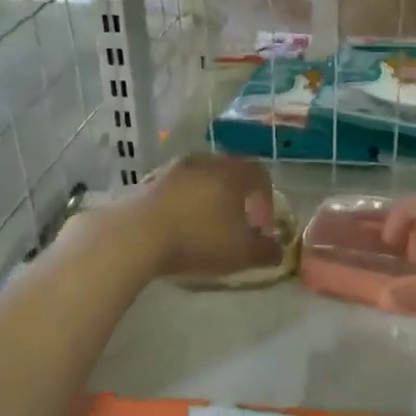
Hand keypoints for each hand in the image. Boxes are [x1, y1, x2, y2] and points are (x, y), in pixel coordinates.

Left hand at [122, 154, 282, 280]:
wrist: (137, 235)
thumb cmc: (199, 238)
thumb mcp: (241, 253)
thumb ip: (266, 251)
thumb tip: (278, 250)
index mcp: (233, 173)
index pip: (260, 175)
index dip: (266, 200)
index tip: (262, 226)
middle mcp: (206, 162)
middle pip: (230, 173)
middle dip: (238, 198)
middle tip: (237, 224)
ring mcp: (174, 169)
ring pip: (202, 179)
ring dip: (209, 199)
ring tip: (207, 226)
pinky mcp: (149, 181)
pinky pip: (177, 189)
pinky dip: (185, 203)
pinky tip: (180, 227)